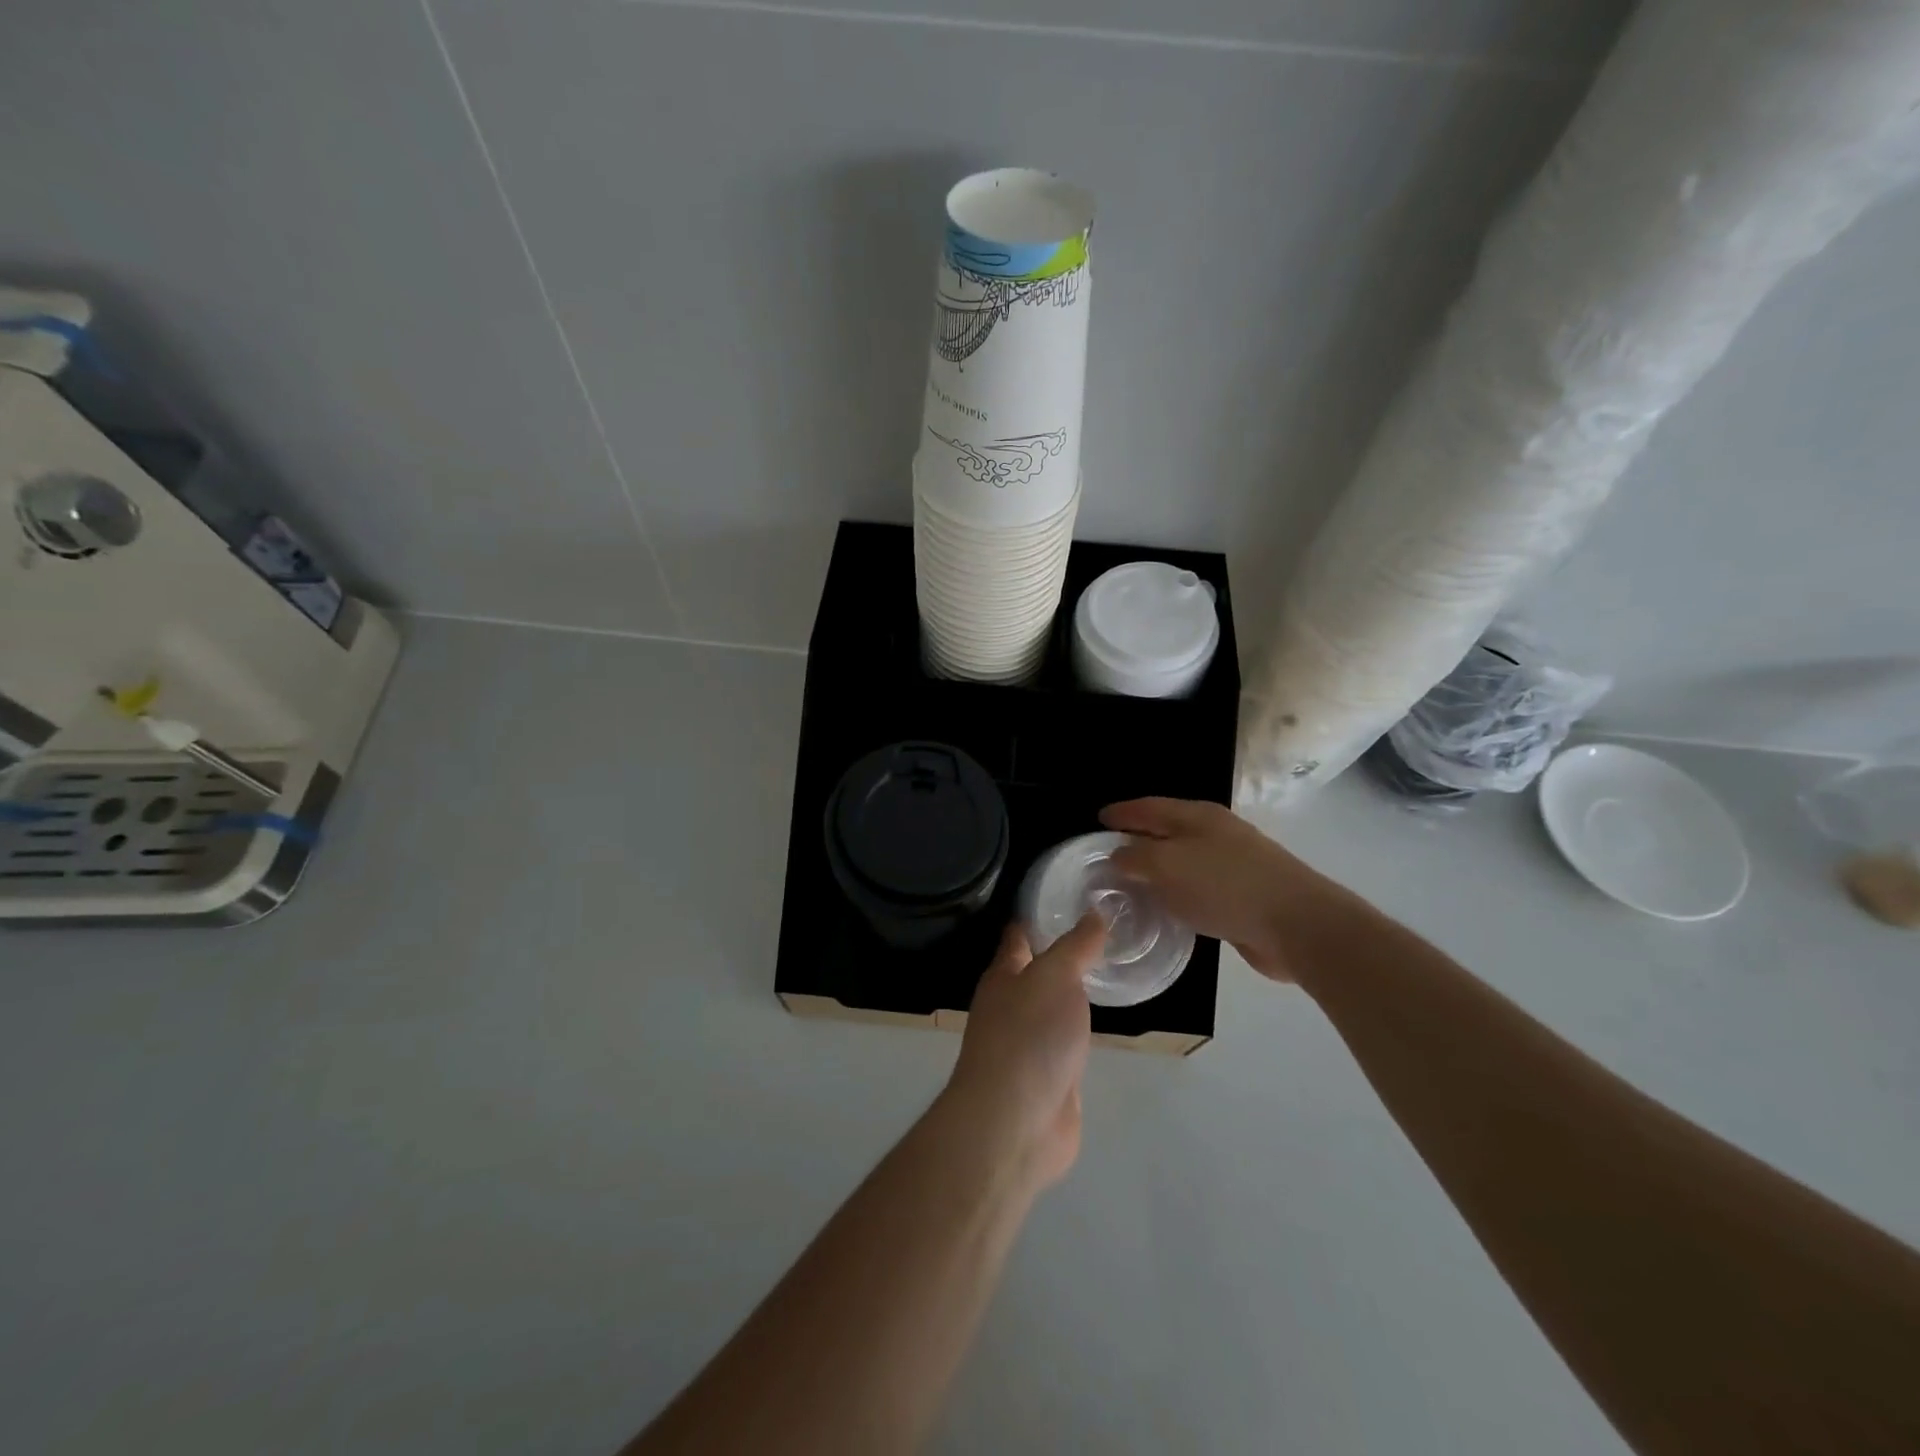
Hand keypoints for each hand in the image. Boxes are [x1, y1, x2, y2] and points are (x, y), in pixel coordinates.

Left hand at [944, 916, 1102, 1191]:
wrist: (1016, 1123)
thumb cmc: (1028, 1036)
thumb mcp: (1055, 977)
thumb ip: (1076, 946)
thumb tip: (1094, 913)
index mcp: (1004, 976)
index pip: (1019, 936)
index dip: (1039, 916)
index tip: (1068, 896)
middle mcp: (1012, 1005)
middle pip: (1036, 971)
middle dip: (1061, 952)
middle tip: (1104, 931)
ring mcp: (1029, 1044)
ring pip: (1053, 1007)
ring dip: (1073, 992)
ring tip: (1109, 969)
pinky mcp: (1049, 1077)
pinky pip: (1067, 1043)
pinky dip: (1083, 1030)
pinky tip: (1103, 1023)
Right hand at [1101, 798, 1347, 981]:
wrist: (1297, 924)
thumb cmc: (1225, 885)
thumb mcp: (1168, 865)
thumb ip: (1136, 857)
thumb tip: (1117, 855)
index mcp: (1197, 816)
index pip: (1149, 807)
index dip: (1122, 812)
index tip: (1098, 819)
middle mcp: (1215, 833)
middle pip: (1168, 829)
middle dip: (1138, 837)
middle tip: (1108, 852)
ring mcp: (1233, 863)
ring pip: (1183, 859)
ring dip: (1158, 867)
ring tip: (1131, 882)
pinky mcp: (1243, 894)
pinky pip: (1198, 886)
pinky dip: (1177, 891)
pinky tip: (1167, 908)